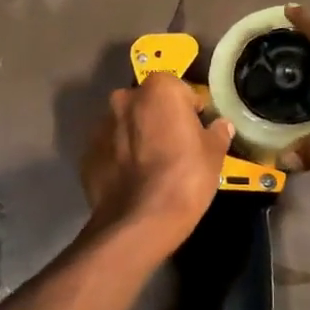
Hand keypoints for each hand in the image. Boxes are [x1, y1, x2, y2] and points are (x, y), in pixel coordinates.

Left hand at [80, 72, 234, 249]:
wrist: (140, 221)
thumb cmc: (185, 178)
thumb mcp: (214, 155)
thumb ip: (217, 134)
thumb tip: (221, 125)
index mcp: (158, 90)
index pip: (179, 89)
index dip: (190, 109)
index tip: (196, 130)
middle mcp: (124, 100)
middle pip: (147, 104)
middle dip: (159, 119)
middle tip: (174, 147)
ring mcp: (101, 126)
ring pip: (125, 126)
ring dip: (137, 138)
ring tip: (151, 167)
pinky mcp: (87, 154)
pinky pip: (110, 150)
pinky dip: (120, 159)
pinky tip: (133, 181)